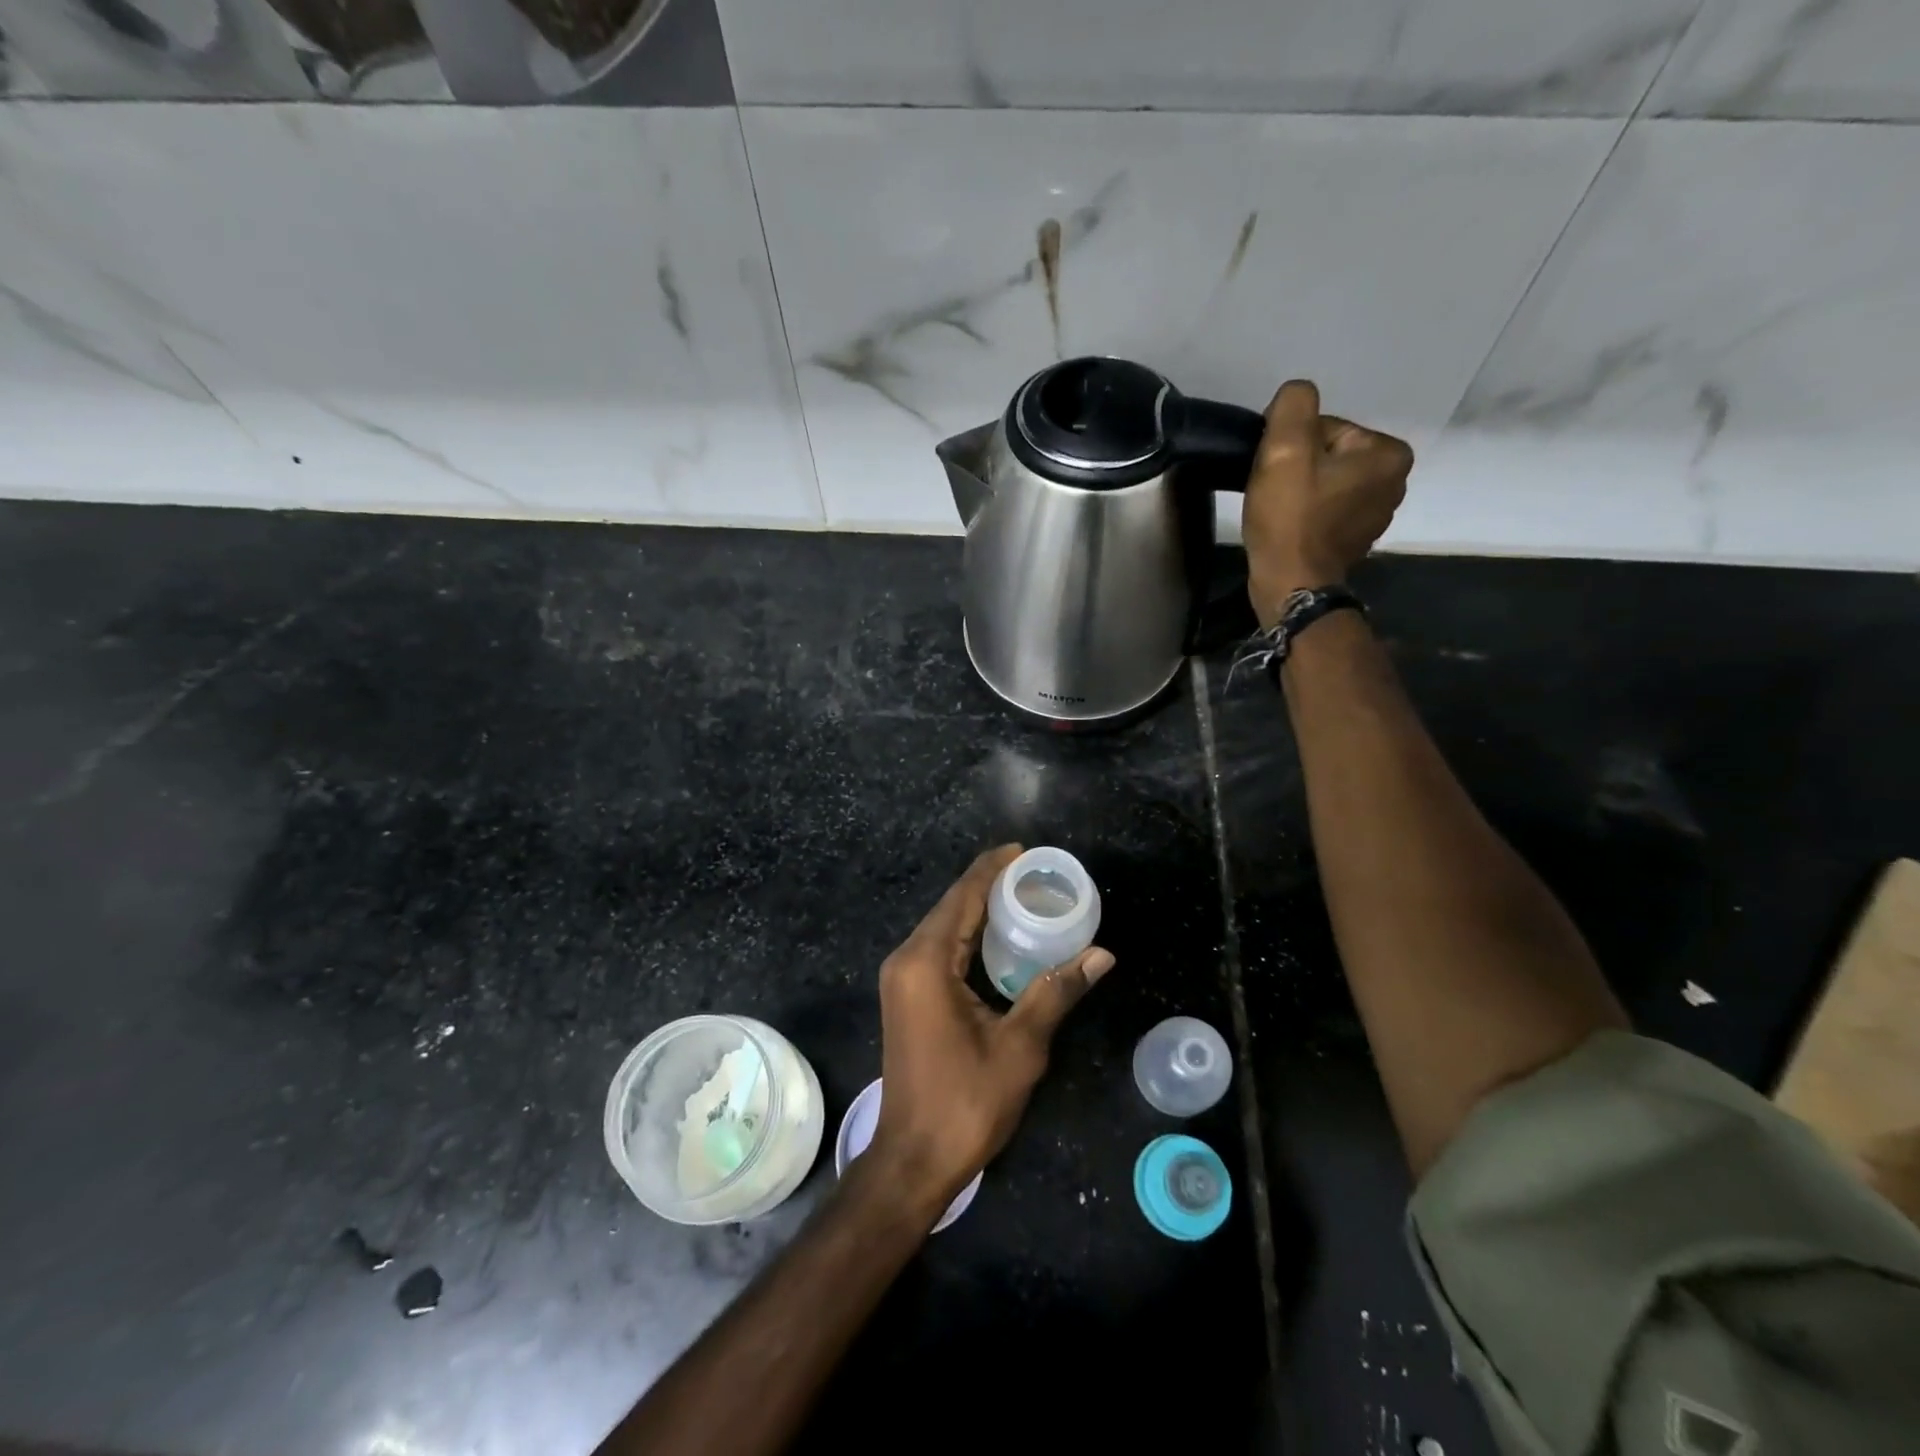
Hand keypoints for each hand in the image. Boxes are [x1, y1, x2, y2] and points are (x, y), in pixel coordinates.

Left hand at [866, 845, 1114, 1221]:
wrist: (913, 1158)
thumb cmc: (966, 1102)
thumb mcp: (1020, 1047)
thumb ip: (1056, 991)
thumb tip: (1102, 955)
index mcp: (926, 962)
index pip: (962, 896)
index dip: (993, 868)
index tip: (1026, 850)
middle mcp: (907, 959)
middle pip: (951, 906)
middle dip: (990, 884)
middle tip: (1037, 874)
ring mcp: (902, 978)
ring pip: (944, 926)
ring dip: (979, 908)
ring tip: (1025, 895)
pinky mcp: (907, 995)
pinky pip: (939, 948)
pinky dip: (969, 934)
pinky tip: (1000, 936)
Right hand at [1243, 379, 1413, 626]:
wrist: (1289, 584)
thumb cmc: (1290, 518)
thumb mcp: (1285, 448)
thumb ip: (1294, 405)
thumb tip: (1296, 396)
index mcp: (1388, 454)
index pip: (1327, 428)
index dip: (1292, 446)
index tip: (1276, 472)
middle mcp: (1394, 481)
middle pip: (1328, 455)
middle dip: (1298, 468)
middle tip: (1274, 493)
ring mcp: (1377, 514)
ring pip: (1325, 483)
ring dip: (1299, 491)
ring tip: (1279, 512)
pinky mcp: (1355, 539)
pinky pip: (1326, 510)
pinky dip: (1305, 514)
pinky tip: (1289, 527)